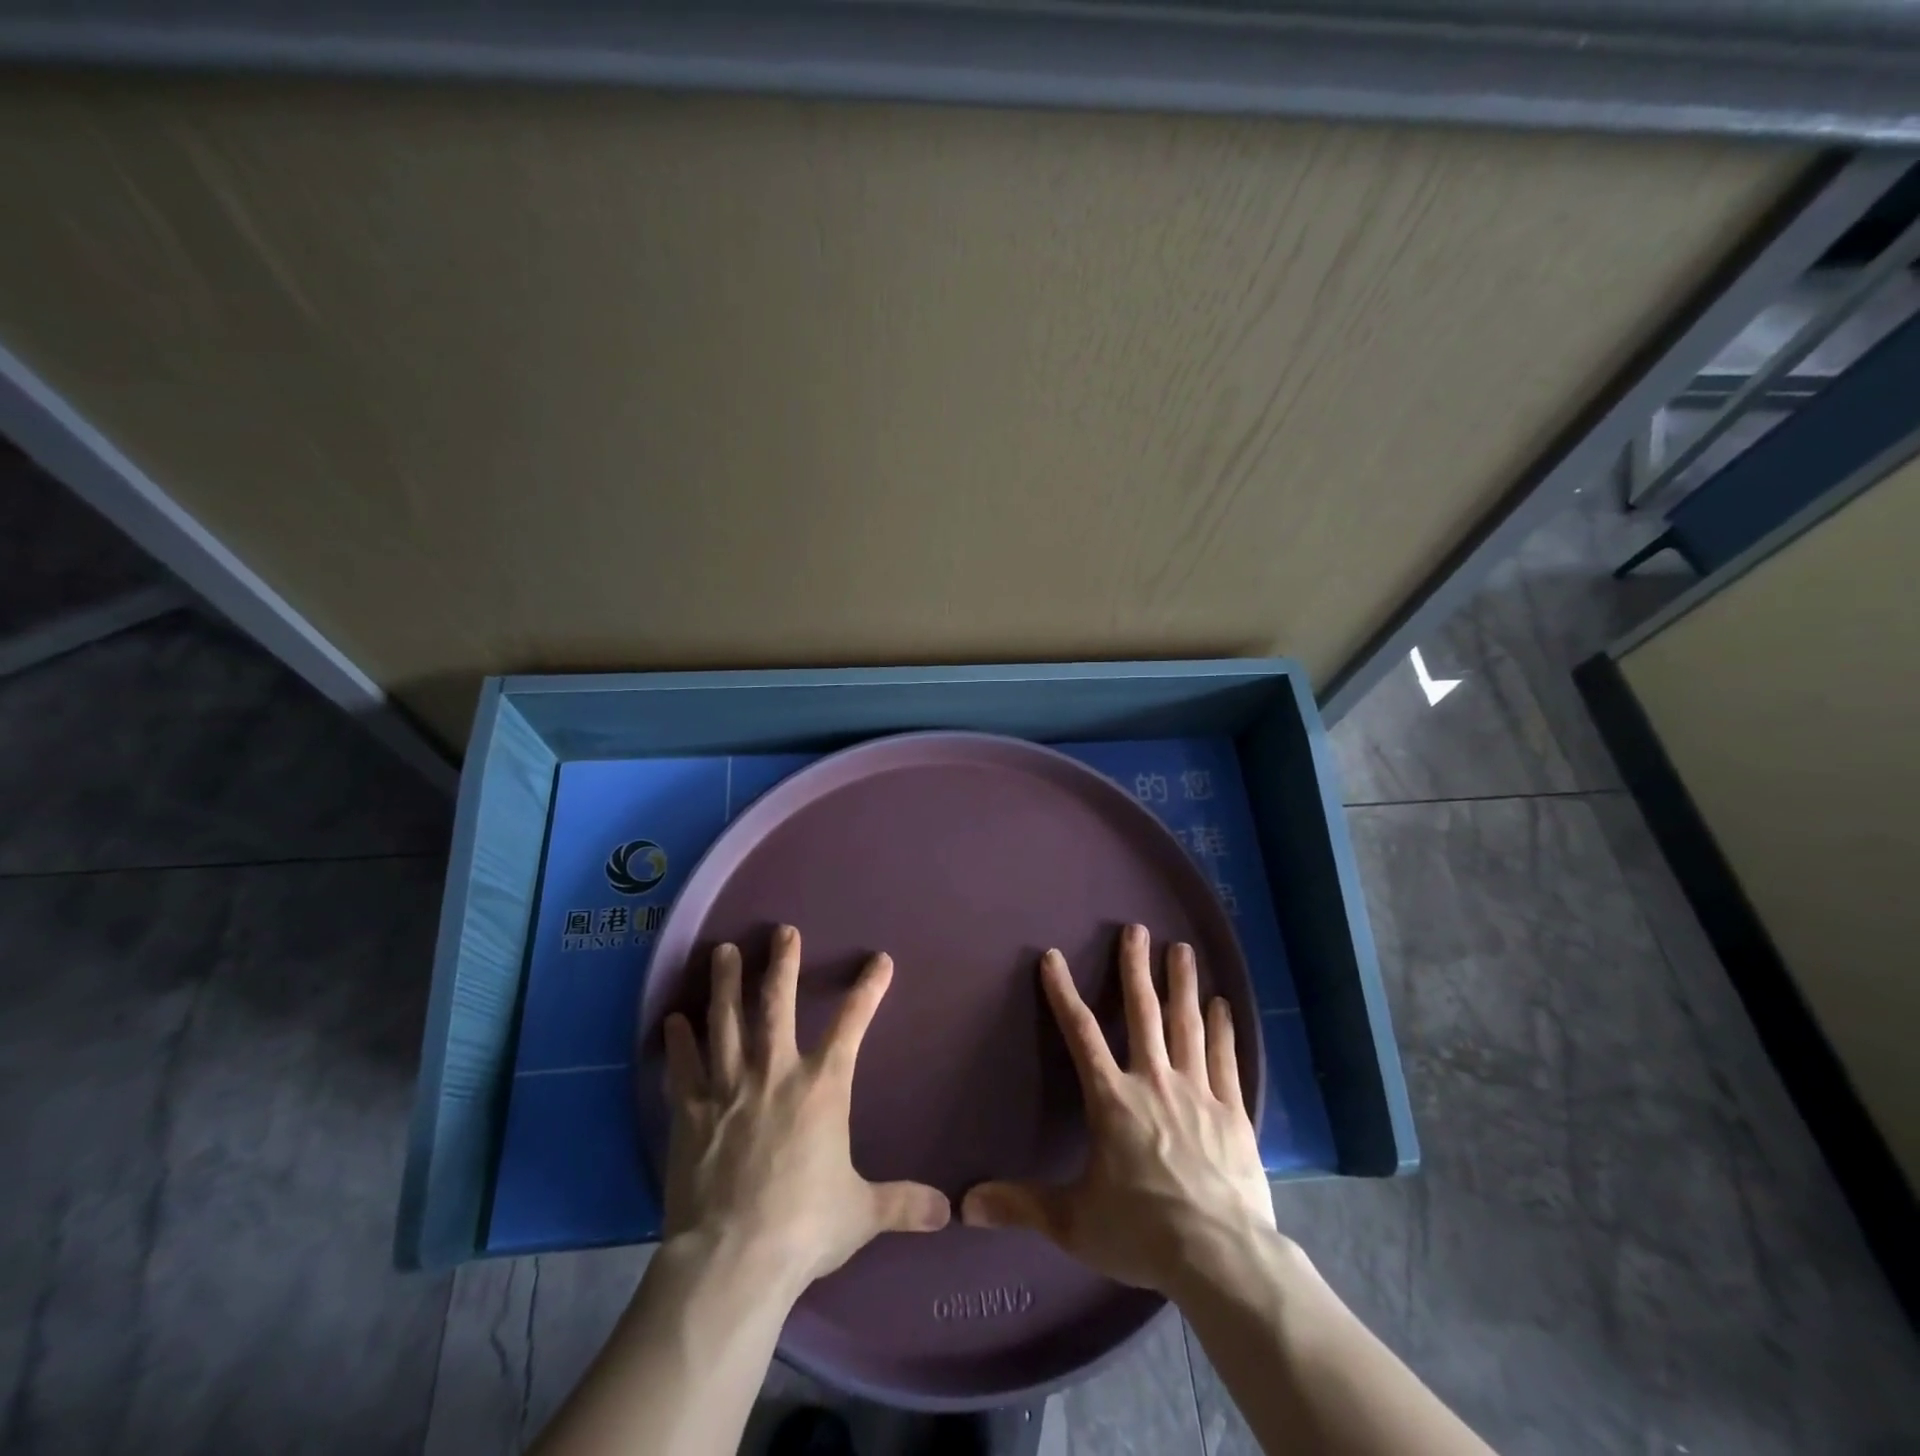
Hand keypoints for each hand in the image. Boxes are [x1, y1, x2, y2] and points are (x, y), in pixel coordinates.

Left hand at [661, 925, 949, 1294]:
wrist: (733, 1260)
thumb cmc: (804, 1227)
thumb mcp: (861, 1213)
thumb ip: (903, 1203)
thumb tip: (948, 1212)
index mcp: (821, 1088)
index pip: (852, 1025)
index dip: (869, 990)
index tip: (880, 960)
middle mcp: (775, 1074)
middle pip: (777, 1004)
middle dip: (782, 964)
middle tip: (781, 930)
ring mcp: (728, 1088)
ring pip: (725, 1021)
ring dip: (725, 984)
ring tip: (723, 951)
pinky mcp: (690, 1112)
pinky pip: (684, 1066)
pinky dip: (678, 1041)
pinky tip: (673, 1020)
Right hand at [960, 924, 1274, 1293]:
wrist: (1222, 1259)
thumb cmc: (1143, 1233)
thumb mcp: (1073, 1222)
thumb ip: (1021, 1205)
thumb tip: (964, 1204)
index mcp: (1112, 1100)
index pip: (1080, 1034)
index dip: (1062, 993)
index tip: (1052, 957)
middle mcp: (1154, 1082)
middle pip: (1144, 1013)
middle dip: (1136, 968)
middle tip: (1137, 929)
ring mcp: (1198, 1092)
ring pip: (1186, 1025)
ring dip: (1182, 984)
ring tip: (1182, 949)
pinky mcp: (1233, 1112)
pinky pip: (1226, 1059)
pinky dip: (1222, 1029)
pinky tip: (1222, 1004)